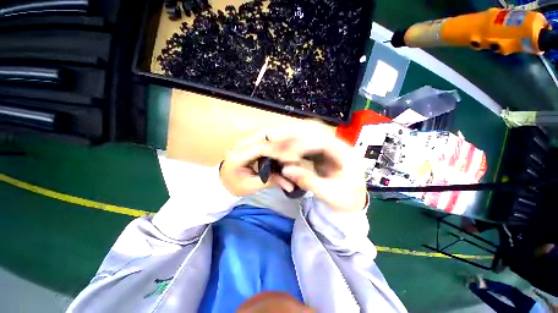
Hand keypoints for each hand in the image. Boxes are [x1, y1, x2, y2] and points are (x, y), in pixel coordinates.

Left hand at [220, 131, 288, 195]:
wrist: (224, 182)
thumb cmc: (237, 186)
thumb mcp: (253, 186)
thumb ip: (270, 181)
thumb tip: (290, 183)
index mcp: (238, 158)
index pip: (260, 149)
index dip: (276, 151)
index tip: (289, 156)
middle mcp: (238, 147)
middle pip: (260, 138)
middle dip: (277, 141)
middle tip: (290, 145)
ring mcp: (241, 144)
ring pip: (260, 136)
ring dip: (274, 139)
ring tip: (286, 144)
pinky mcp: (245, 144)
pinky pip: (259, 139)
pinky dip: (269, 142)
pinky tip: (277, 146)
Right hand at [265, 121, 367, 212]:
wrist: (352, 201)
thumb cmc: (346, 199)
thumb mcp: (329, 194)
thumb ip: (308, 181)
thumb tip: (286, 170)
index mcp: (347, 155)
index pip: (324, 142)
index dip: (304, 145)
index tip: (286, 153)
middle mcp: (338, 145)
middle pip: (315, 131)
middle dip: (293, 133)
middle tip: (274, 136)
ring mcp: (329, 146)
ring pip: (309, 133)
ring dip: (291, 135)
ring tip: (275, 139)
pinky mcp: (321, 151)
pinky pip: (305, 141)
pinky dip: (293, 143)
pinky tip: (283, 147)